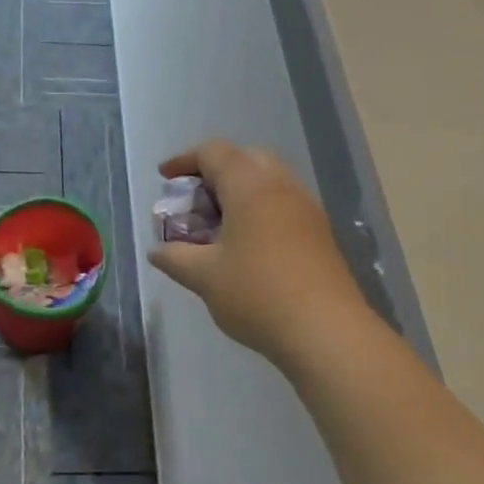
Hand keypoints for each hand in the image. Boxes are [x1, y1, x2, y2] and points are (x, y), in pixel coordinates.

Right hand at [148, 141, 368, 371]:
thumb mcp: (204, 276)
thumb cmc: (257, 293)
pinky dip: (259, 210)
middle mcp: (281, 186)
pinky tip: (246, 245)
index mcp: (249, 186)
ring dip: (239, 192)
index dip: (184, 160)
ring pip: (268, 181)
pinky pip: (283, 204)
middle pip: (245, 158)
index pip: (213, 153)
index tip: (164, 179)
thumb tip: (157, 251)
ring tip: (217, 225)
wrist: (327, 331)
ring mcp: (306, 208)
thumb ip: (175, 257)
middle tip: (194, 200)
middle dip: (215, 172)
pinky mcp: (320, 233)